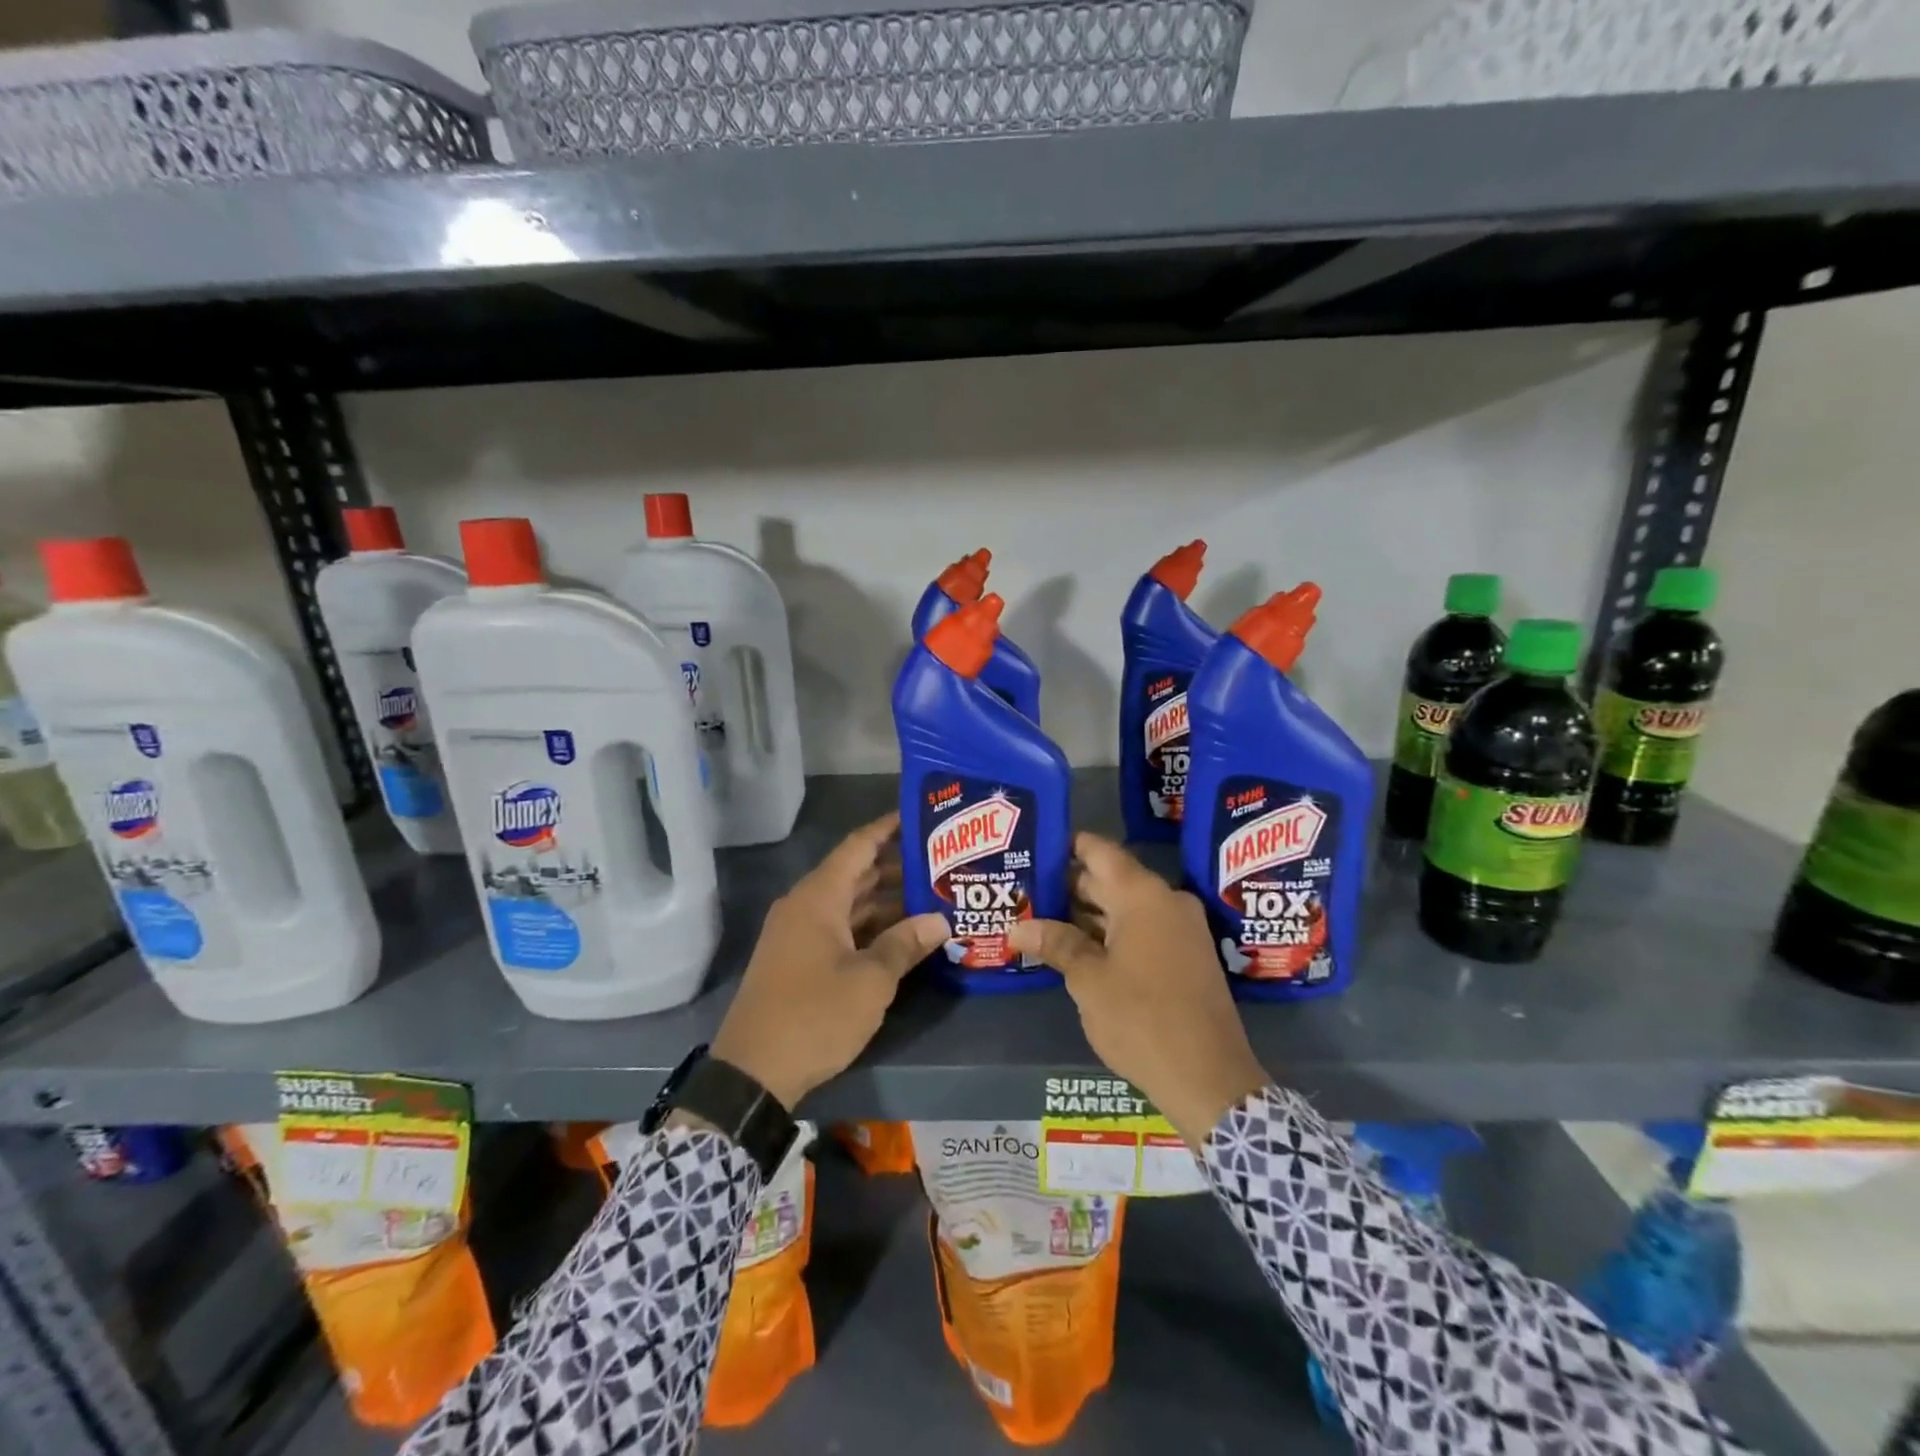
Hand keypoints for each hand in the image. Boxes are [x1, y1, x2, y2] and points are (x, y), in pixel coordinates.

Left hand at [712, 813, 948, 1109]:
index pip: (857, 846)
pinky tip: (902, 935)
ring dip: (885, 901)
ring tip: (932, 897)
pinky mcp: (798, 960)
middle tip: (941, 862)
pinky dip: (869, 927)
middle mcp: (805, 907)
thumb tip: (940, 920)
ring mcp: (799, 935)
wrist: (752, 1073)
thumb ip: (906, 944)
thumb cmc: (815, 1015)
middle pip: (855, 874)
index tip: (919, 814)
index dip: (887, 828)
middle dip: (896, 867)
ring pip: (849, 904)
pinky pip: (839, 929)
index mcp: (818, 898)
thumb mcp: (870, 981)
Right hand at [1008, 833, 1268, 1147]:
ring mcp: (1182, 928)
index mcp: (1143, 895)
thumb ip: (1056, 943)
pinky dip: (1112, 933)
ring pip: (1126, 907)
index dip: (1066, 846)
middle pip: (1111, 878)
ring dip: (1088, 913)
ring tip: (1042, 920)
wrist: (1210, 1079)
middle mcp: (1167, 901)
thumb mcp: (1088, 980)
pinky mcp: (1188, 955)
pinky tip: (1078, 948)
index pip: (1099, 851)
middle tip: (1027, 892)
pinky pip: (1143, 928)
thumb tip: (1018, 927)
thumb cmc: (1142, 1019)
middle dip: (1069, 886)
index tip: (1035, 849)